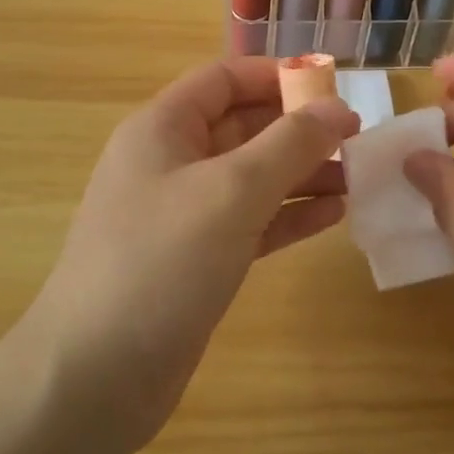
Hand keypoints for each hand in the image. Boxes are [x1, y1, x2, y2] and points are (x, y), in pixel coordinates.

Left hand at [29, 56, 359, 452]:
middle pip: (242, 126)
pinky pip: (250, 222)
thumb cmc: (161, 262)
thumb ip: (290, 144)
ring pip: (251, 177)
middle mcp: (170, 162)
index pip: (224, 79)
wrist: (96, 377)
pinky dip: (288, 215)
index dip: (277, 76)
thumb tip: (338, 108)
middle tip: (357, 139)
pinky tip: (332, 216)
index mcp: (163, 128)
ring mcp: (182, 214)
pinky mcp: (196, 260)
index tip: (333, 88)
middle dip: (297, 129)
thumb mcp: (232, 191)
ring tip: (357, 177)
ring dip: (301, 173)